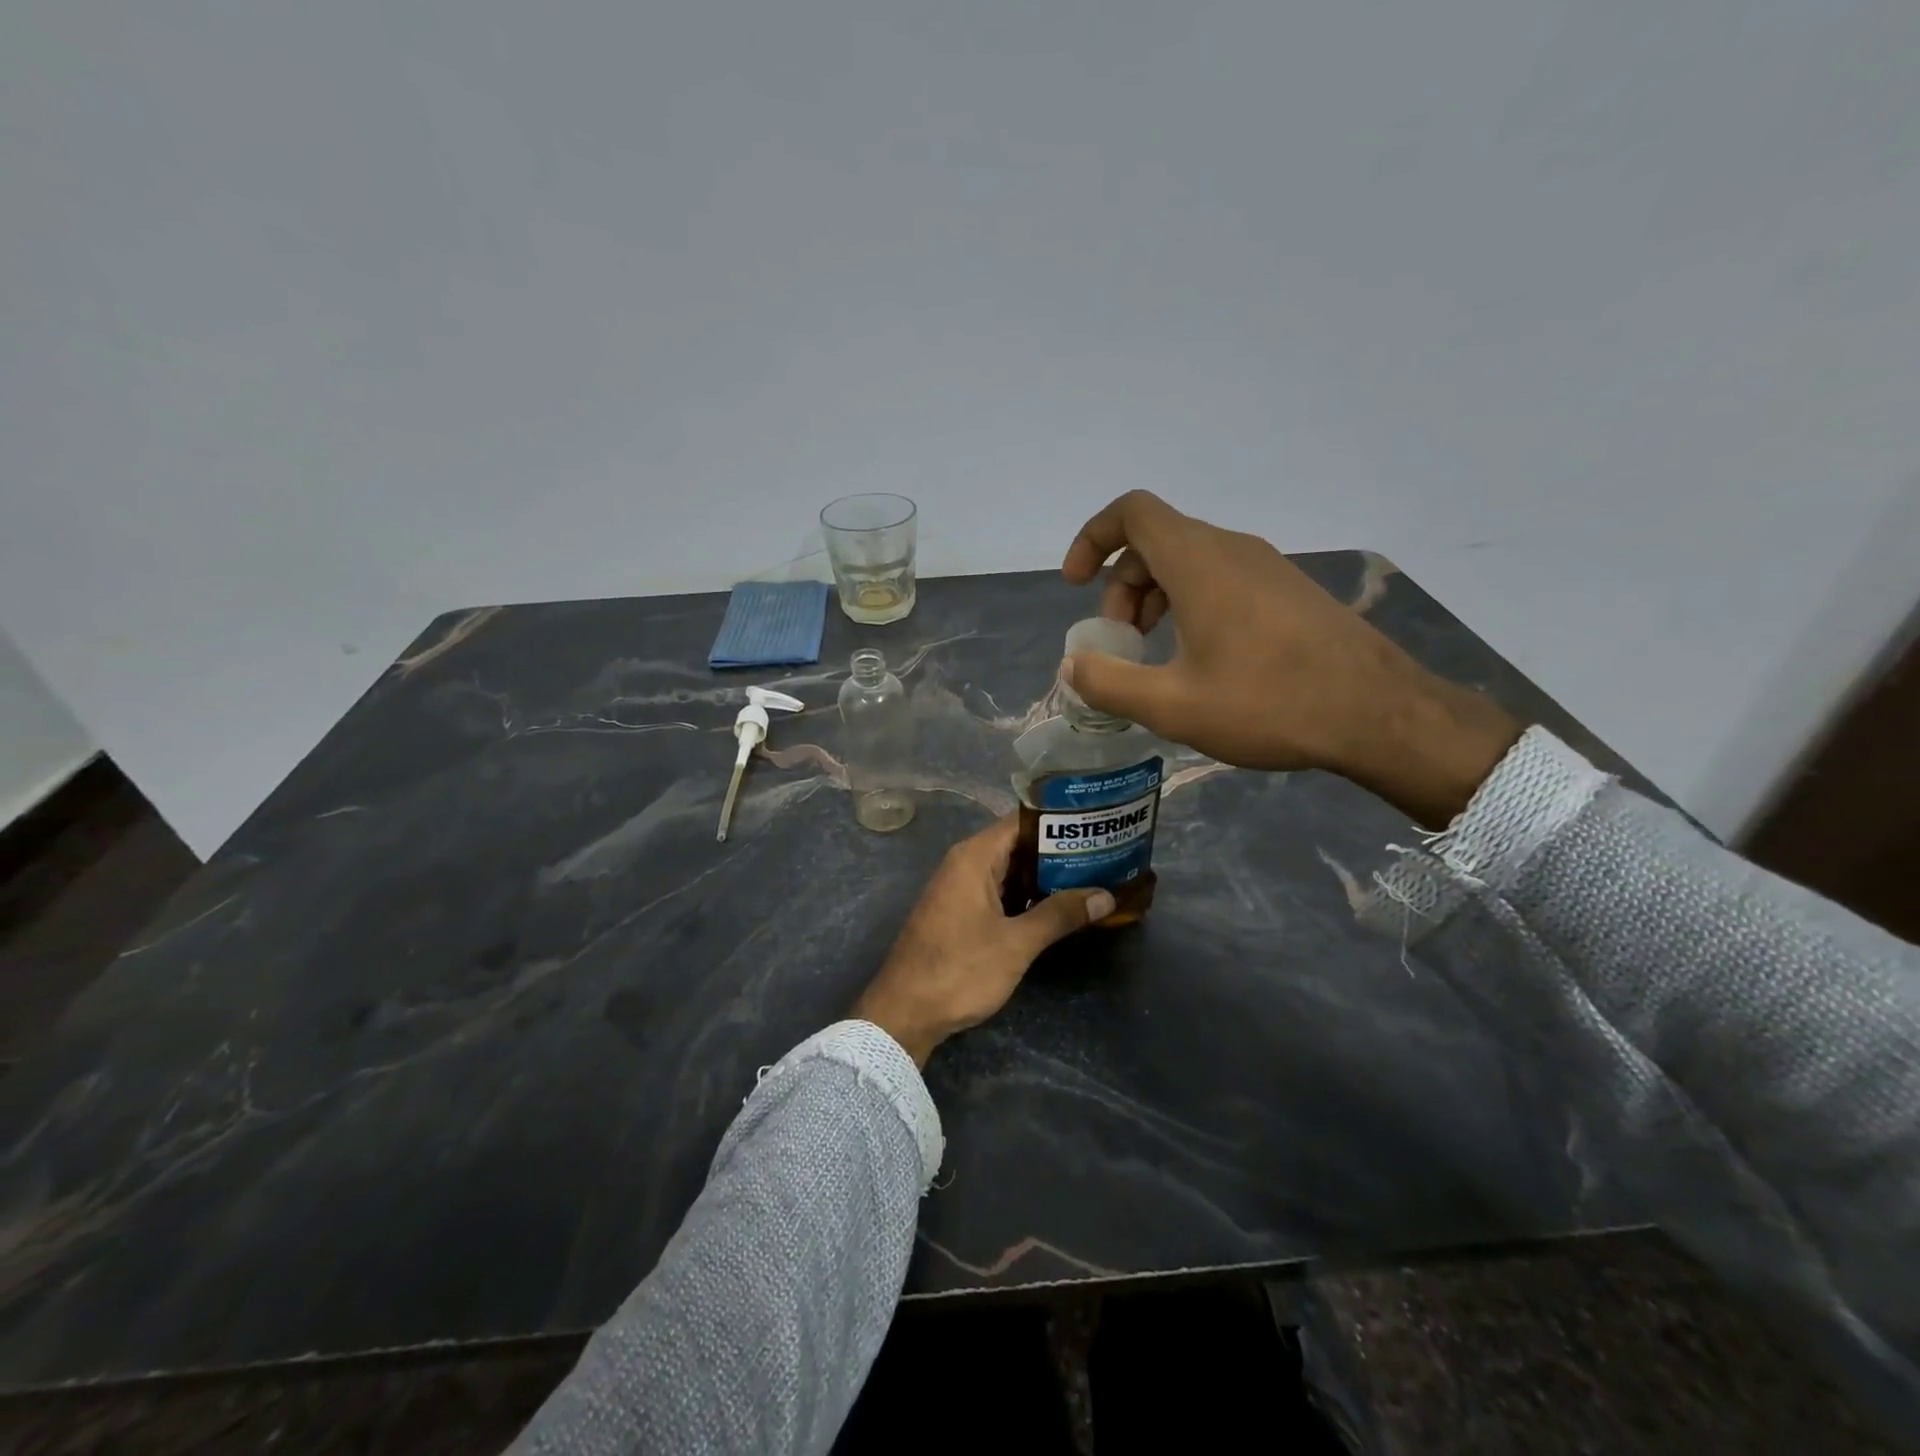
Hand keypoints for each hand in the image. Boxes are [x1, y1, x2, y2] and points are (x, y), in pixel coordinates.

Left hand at [852, 817, 1111, 1066]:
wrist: (904, 1013)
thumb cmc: (959, 970)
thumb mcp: (1016, 943)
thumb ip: (1059, 915)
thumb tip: (1105, 895)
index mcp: (974, 857)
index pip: (1022, 821)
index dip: (1059, 821)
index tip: (1095, 824)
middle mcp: (965, 864)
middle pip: (1018, 844)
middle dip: (1059, 851)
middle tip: (1104, 853)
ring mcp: (960, 889)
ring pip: (1010, 871)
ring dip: (1045, 877)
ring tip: (1092, 878)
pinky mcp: (960, 913)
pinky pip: (1000, 892)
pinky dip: (1027, 896)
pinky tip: (1058, 909)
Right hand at [1061, 491, 1521, 827]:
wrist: (1379, 715)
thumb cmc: (1268, 703)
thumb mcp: (1173, 705)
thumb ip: (1110, 682)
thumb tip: (1073, 665)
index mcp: (1198, 562)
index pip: (1132, 512)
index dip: (1093, 538)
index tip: (1076, 584)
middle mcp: (1232, 550)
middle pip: (1156, 542)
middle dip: (1121, 587)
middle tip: (1120, 643)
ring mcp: (1266, 568)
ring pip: (1189, 562)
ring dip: (1155, 599)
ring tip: (1153, 656)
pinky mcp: (1288, 592)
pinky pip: (1221, 579)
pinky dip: (1190, 605)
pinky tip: (1200, 660)